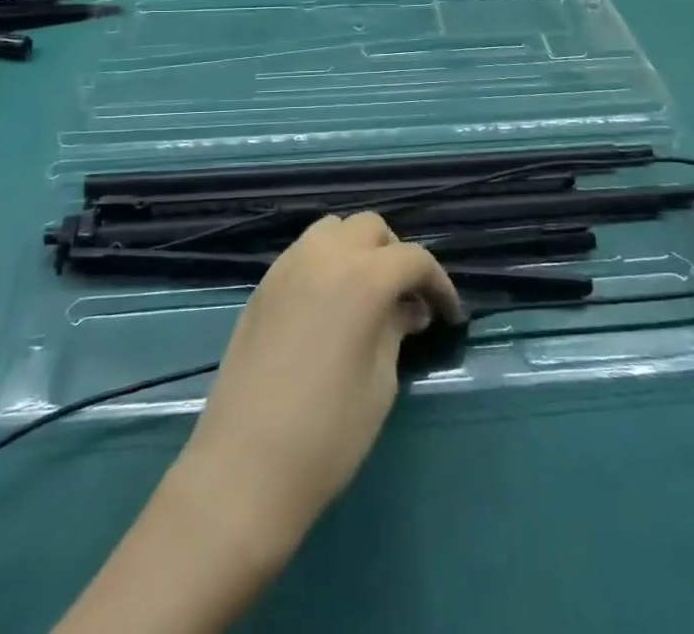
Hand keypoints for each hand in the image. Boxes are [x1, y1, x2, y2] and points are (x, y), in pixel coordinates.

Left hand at [174, 214, 462, 563]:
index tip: (449, 313)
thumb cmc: (327, 433)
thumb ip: (395, 329)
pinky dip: (327, 261)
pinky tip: (331, 304)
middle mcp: (324, 255)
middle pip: (371, 227)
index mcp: (362, 277)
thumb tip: (407, 308)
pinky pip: (305, 251)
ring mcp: (288, 264)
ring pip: (333, 229)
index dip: (439, 282)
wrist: (243, 466)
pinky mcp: (264, 283)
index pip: (413, 258)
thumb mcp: (380, 382)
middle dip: (396, 255)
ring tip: (368, 294)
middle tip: (407, 299)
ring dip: (358, 249)